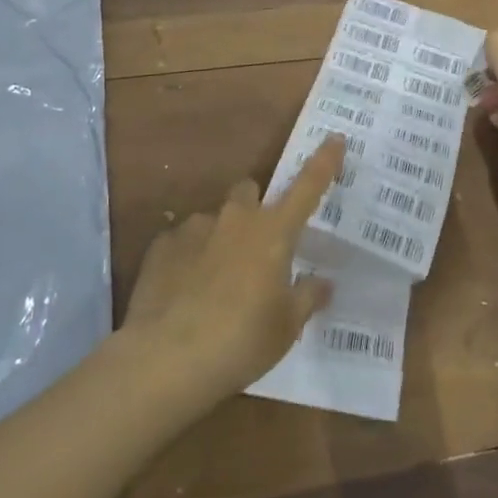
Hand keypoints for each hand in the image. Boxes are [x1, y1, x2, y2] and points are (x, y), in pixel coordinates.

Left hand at [122, 136, 341, 406]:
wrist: (166, 359)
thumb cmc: (241, 341)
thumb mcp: (286, 326)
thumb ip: (307, 297)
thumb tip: (322, 281)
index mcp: (274, 231)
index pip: (308, 186)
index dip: (325, 161)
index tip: (335, 138)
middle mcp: (236, 218)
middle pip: (250, 191)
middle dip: (255, 207)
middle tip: (258, 244)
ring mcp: (195, 227)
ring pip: (215, 218)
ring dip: (221, 237)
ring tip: (216, 281)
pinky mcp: (162, 245)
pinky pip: (183, 241)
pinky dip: (189, 258)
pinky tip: (185, 292)